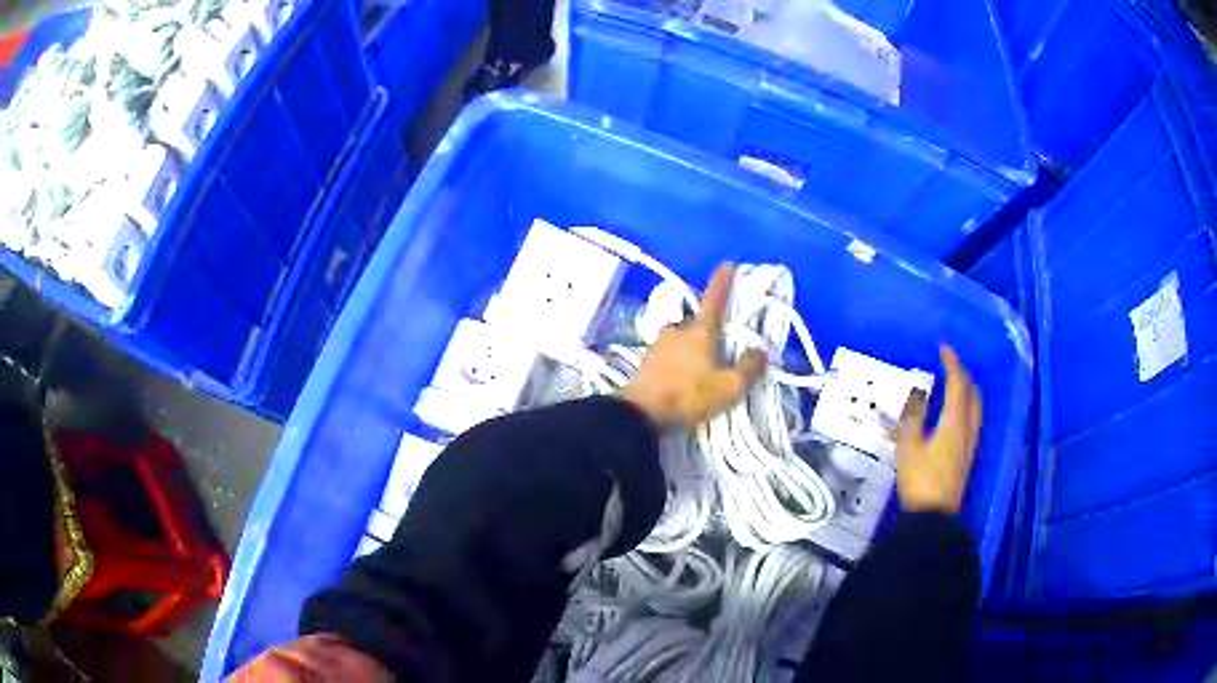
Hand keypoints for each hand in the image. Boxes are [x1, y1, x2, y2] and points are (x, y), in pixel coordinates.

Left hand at [620, 263, 766, 427]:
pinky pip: (670, 352)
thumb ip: (749, 367)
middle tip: (722, 342)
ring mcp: (658, 343)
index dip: (723, 281)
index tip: (728, 264)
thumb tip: (760, 350)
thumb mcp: (729, 387)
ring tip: (704, 364)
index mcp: (700, 330)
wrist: (640, 413)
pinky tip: (685, 375)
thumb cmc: (689, 395)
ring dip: (693, 344)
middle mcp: (677, 329)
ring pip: (682, 336)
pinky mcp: (647, 360)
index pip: (715, 298)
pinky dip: (680, 358)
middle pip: (698, 321)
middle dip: (710, 327)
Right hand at [893, 345, 982, 513]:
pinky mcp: (968, 454)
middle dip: (963, 374)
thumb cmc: (919, 480)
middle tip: (949, 364)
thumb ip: (912, 418)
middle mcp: (968, 428)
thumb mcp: (908, 447)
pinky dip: (966, 405)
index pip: (958, 383)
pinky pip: (972, 419)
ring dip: (967, 390)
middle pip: (972, 393)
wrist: (933, 515)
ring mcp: (970, 442)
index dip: (952, 363)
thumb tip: (917, 394)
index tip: (943, 347)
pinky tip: (954, 413)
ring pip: (975, 406)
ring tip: (953, 384)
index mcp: (955, 422)